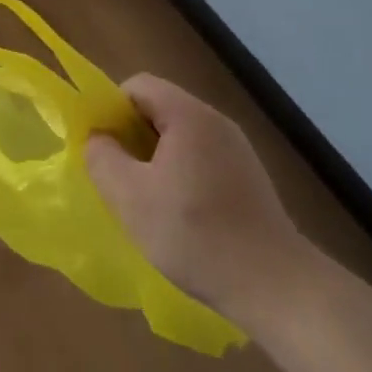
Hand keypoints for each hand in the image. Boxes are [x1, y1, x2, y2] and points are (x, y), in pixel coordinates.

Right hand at [86, 74, 304, 324]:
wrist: (275, 285)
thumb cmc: (195, 235)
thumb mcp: (131, 198)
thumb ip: (103, 158)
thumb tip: (97, 137)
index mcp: (188, 115)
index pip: (138, 86)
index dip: (112, 109)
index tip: (104, 147)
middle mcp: (216, 121)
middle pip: (160, 108)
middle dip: (132, 135)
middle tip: (119, 175)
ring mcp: (238, 149)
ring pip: (181, 135)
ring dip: (156, 158)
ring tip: (146, 199)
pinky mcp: (249, 176)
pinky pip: (202, 157)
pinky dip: (181, 173)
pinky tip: (181, 215)